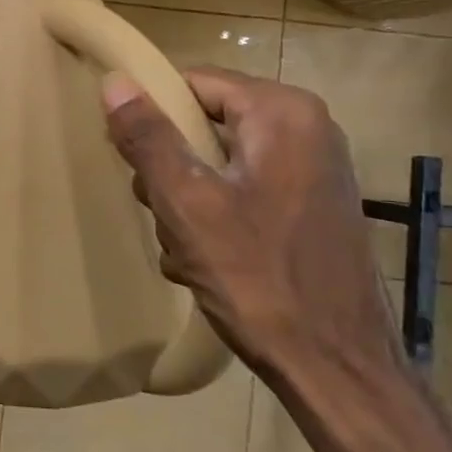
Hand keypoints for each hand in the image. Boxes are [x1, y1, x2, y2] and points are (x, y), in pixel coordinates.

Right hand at [100, 66, 403, 390]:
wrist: (335, 368)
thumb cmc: (257, 277)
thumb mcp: (187, 203)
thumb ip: (149, 138)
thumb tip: (116, 83)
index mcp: (283, 114)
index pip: (194, 84)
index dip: (153, 115)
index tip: (128, 158)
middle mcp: (307, 130)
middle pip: (206, 124)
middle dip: (170, 168)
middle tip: (158, 211)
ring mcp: (313, 172)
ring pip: (218, 163)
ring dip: (187, 200)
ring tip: (182, 245)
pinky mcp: (310, 209)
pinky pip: (242, 192)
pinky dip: (215, 218)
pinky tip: (204, 260)